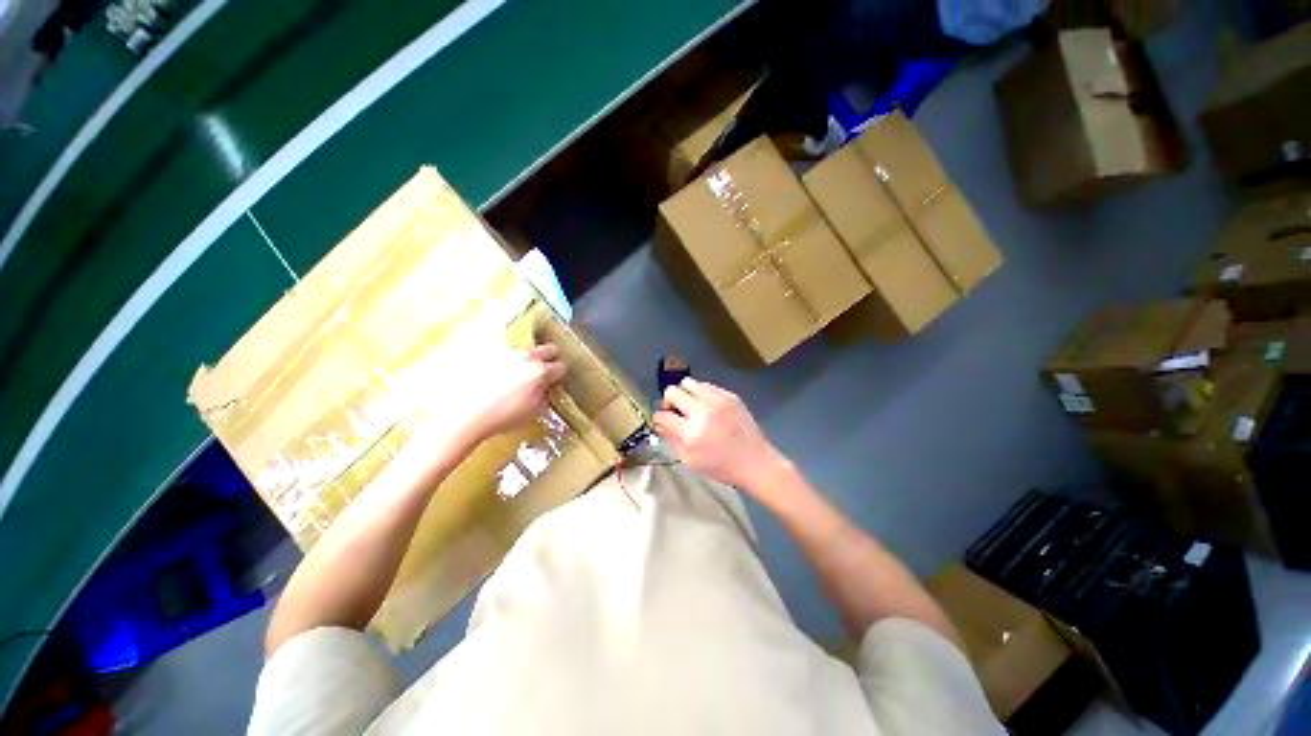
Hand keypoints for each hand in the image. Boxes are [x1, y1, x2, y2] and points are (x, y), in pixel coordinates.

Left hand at [414, 342, 566, 444]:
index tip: (554, 381)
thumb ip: (544, 396)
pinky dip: (503, 361)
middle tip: (542, 371)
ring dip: (524, 360)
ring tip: (513, 376)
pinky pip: (502, 352)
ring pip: (524, 350)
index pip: (561, 366)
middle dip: (549, 359)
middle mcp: (526, 357)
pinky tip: (494, 375)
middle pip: (548, 349)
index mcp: (540, 372)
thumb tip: (545, 388)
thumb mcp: (533, 412)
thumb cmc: (502, 417)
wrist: (463, 415)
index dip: (559, 375)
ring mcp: (506, 352)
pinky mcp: (486, 351)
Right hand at [652, 378, 785, 490]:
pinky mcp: (730, 395)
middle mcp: (703, 411)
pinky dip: (701, 394)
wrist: (756, 462)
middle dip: (668, 402)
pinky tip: (707, 407)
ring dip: (684, 394)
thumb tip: (660, 422)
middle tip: (675, 412)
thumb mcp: (689, 460)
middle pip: (672, 391)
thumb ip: (671, 439)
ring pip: (688, 382)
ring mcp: (718, 400)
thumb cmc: (721, 467)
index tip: (661, 421)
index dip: (658, 418)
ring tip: (691, 407)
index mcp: (692, 432)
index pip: (663, 415)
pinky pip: (706, 385)